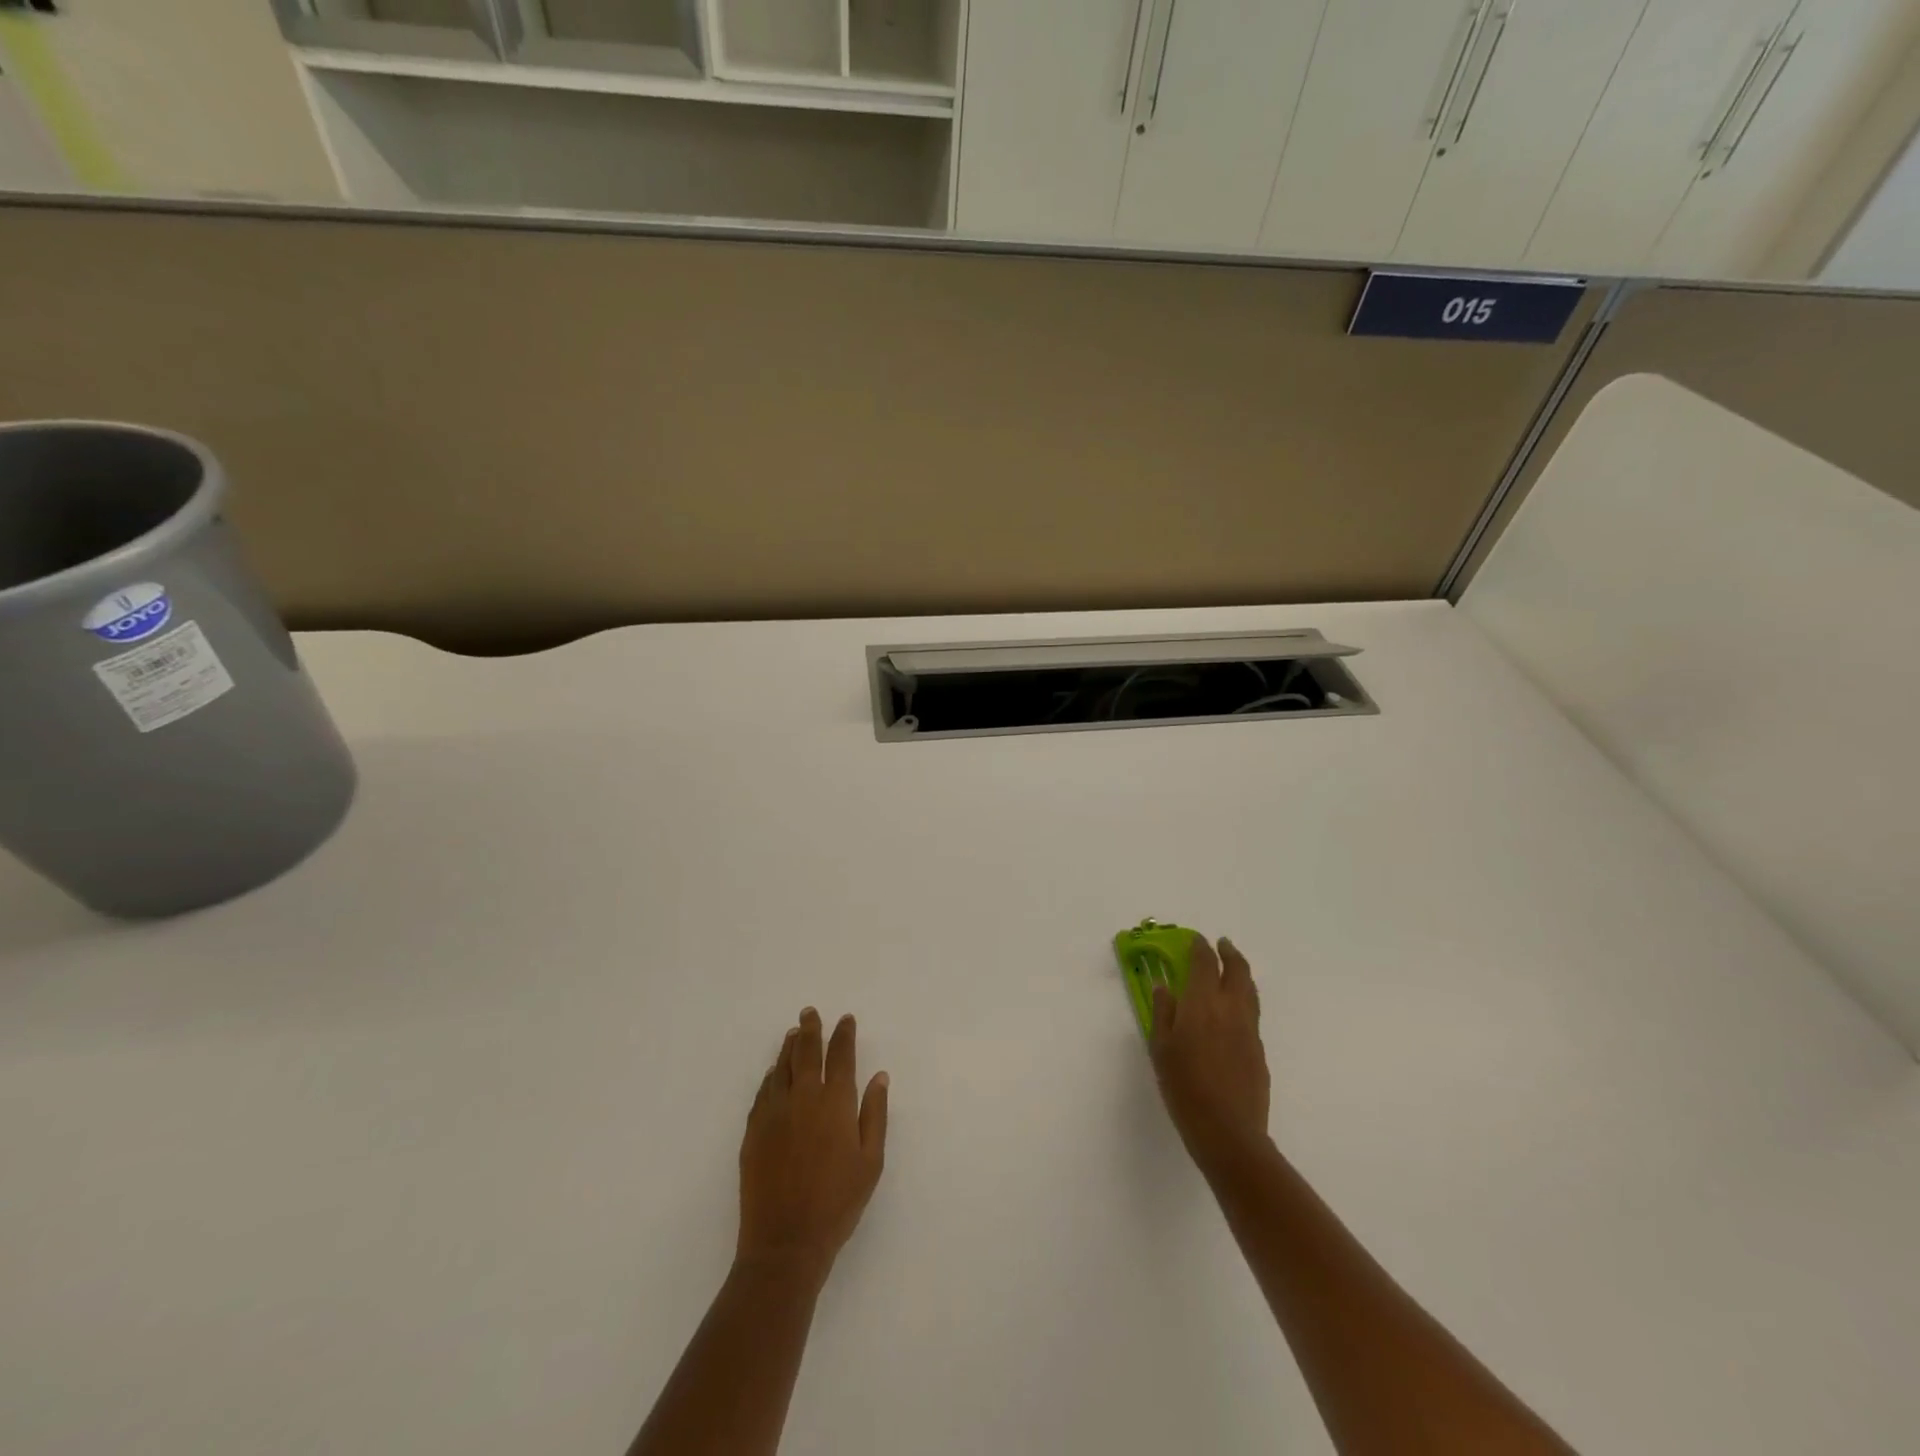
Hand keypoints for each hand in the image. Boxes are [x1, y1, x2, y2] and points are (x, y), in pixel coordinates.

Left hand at [737, 1008, 889, 1283]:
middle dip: (811, 1029)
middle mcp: (803, 1098)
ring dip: (789, 1047)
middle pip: (807, 1052)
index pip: (841, 1056)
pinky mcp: (753, 1131)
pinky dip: (771, 1076)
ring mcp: (774, 1113)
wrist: (785, 1243)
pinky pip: (763, 1091)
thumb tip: (879, 1077)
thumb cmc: (838, 1203)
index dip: (844, 1035)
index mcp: (836, 1103)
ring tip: (793, 1033)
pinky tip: (774, 1073)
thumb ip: (875, 1114)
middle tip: (809, 1013)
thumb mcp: (870, 1161)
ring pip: (782, 1067)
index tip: (846, 1020)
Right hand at [1149, 935, 1271, 1173]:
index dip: (1200, 947)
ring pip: (1250, 990)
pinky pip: (1252, 1012)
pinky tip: (1233, 1010)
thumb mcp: (1161, 1049)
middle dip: (1229, 953)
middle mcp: (1230, 1008)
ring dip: (1241, 973)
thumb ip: (1163, 1013)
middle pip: (1237, 970)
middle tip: (1221, 945)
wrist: (1229, 1132)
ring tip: (1232, 969)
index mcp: (1202, 1003)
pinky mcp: (1259, 1050)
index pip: (1205, 963)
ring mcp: (1249, 1029)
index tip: (1194, 940)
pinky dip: (1244, 998)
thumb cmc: (1184, 1088)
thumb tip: (1164, 987)